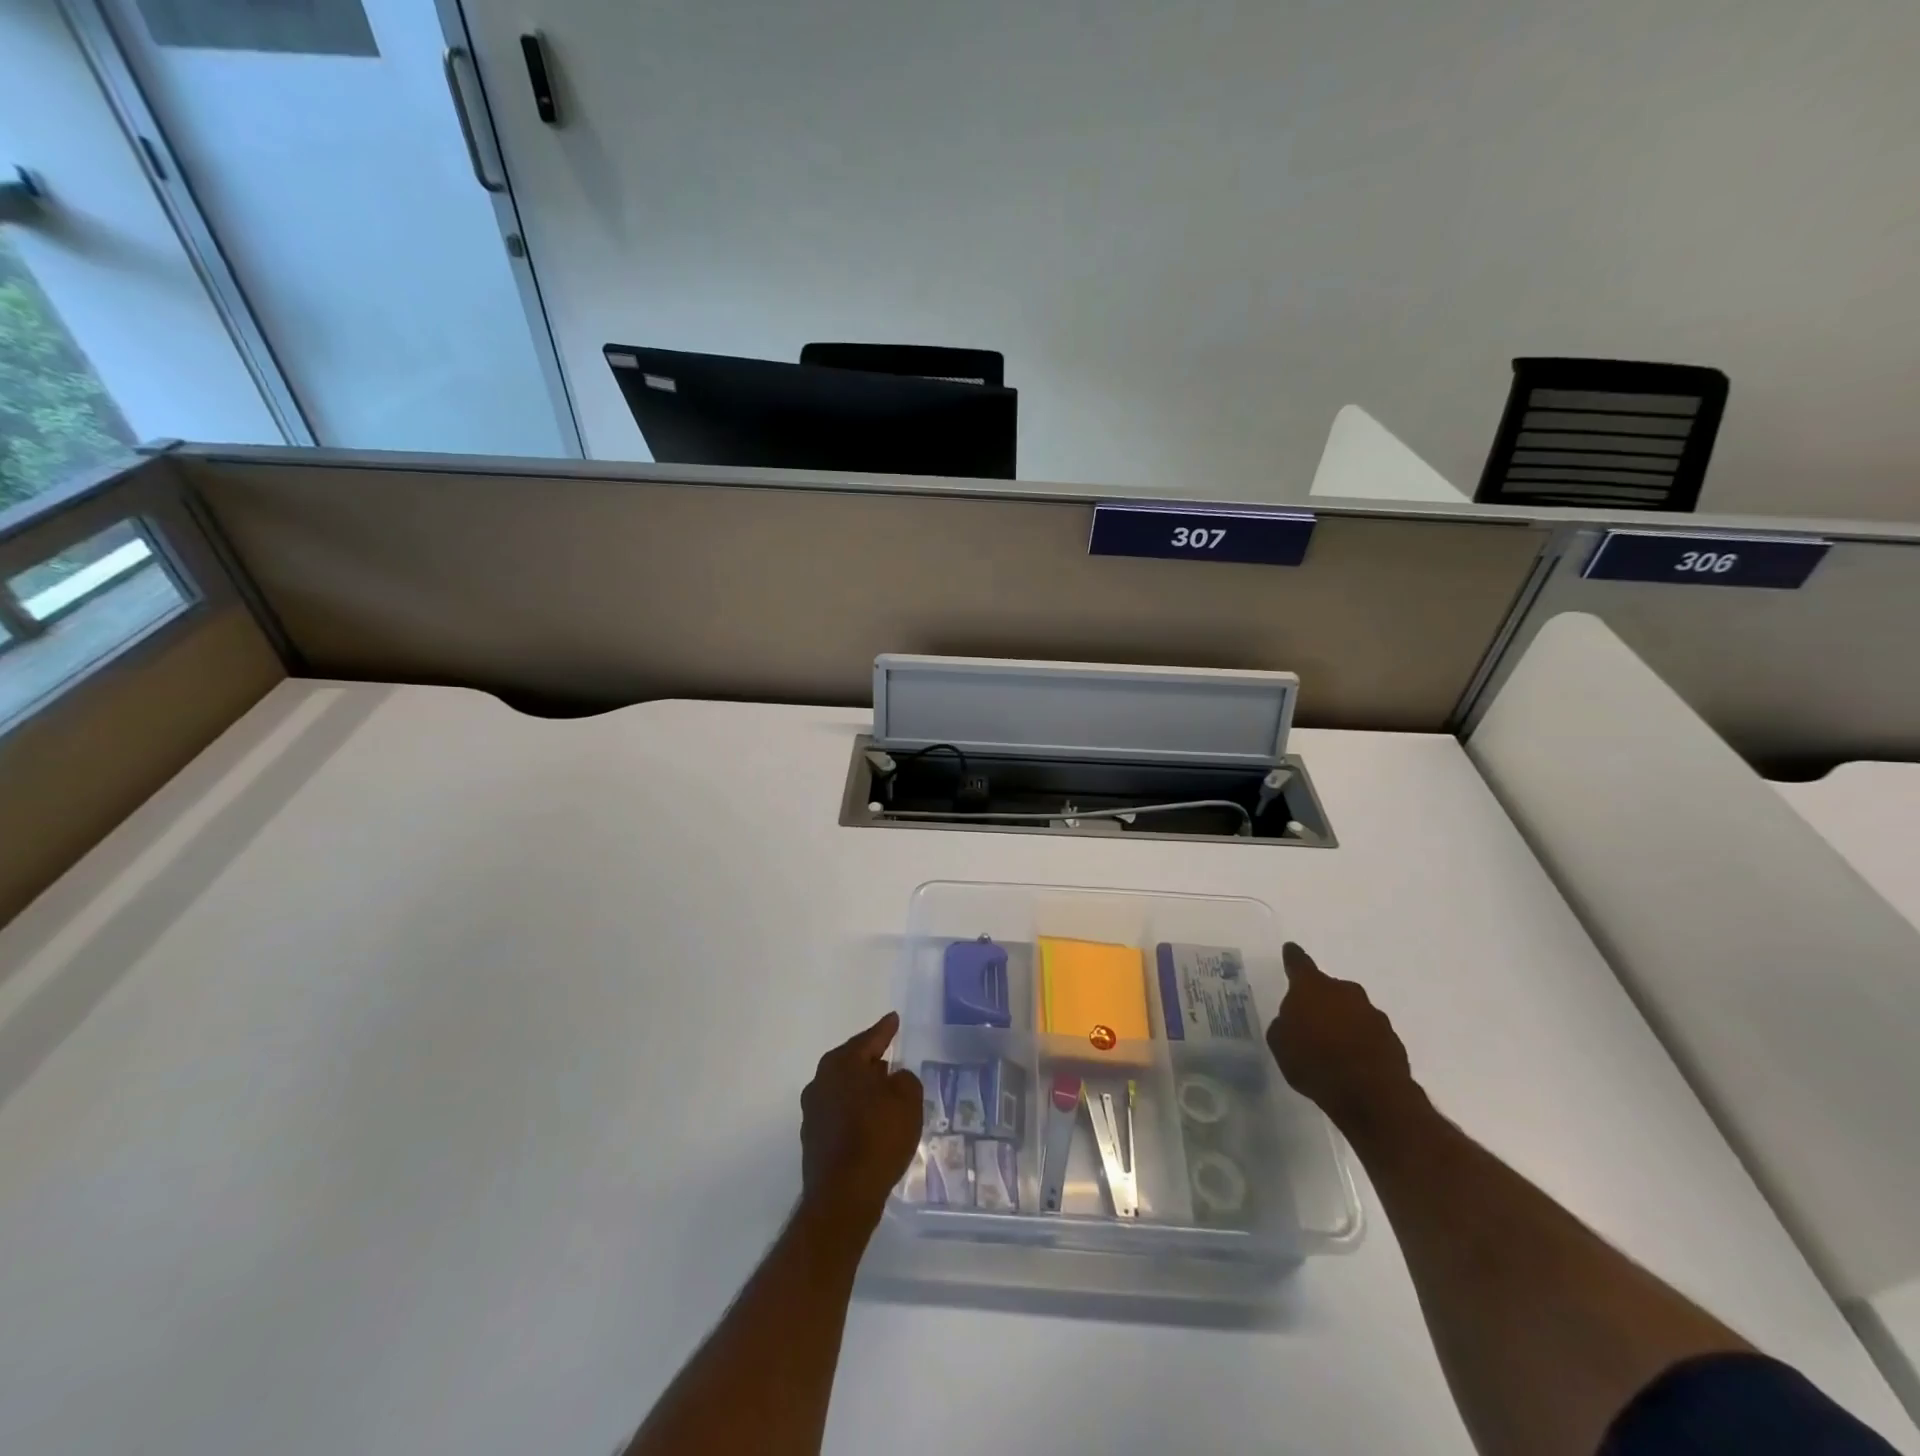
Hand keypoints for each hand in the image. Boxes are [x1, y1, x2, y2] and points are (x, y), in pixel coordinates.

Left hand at [799, 1012, 923, 1233]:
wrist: (844, 1196)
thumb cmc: (878, 1136)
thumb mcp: (907, 1099)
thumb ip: (904, 1080)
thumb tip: (893, 1080)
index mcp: (841, 1063)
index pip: (869, 1039)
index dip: (885, 1029)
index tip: (893, 1018)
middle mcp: (821, 1081)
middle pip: (852, 1063)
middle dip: (871, 1061)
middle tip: (890, 1057)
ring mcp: (813, 1112)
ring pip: (844, 1090)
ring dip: (863, 1090)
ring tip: (884, 1093)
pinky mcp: (814, 1140)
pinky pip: (840, 1114)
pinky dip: (856, 1114)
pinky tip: (872, 1124)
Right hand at [1267, 942, 1420, 1132]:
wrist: (1371, 1095)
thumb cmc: (1314, 1062)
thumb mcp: (1280, 1044)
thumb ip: (1284, 1025)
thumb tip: (1292, 1022)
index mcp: (1312, 987)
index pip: (1299, 964)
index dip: (1292, 958)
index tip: (1290, 949)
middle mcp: (1345, 992)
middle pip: (1329, 989)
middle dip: (1321, 1001)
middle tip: (1311, 1022)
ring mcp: (1374, 1014)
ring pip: (1352, 1012)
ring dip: (1344, 1023)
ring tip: (1334, 1049)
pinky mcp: (1393, 1040)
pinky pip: (1370, 1035)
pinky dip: (1361, 1044)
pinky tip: (1353, 1065)